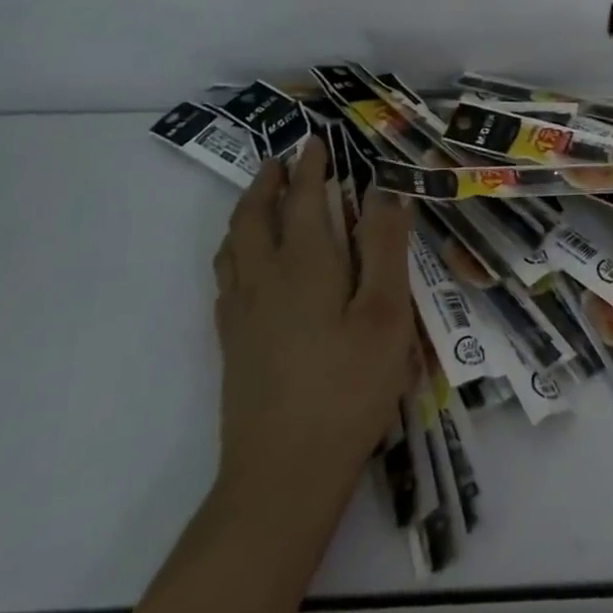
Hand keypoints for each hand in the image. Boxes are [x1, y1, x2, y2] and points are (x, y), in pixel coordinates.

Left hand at [211, 143, 415, 522]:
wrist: (284, 473)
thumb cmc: (349, 387)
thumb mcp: (386, 315)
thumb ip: (386, 249)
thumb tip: (385, 193)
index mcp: (305, 265)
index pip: (303, 199)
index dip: (310, 166)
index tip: (316, 140)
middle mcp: (264, 279)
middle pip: (255, 216)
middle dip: (268, 181)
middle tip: (282, 158)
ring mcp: (242, 313)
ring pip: (233, 245)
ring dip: (246, 210)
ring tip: (261, 197)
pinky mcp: (233, 343)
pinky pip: (226, 276)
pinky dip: (235, 249)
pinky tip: (247, 263)